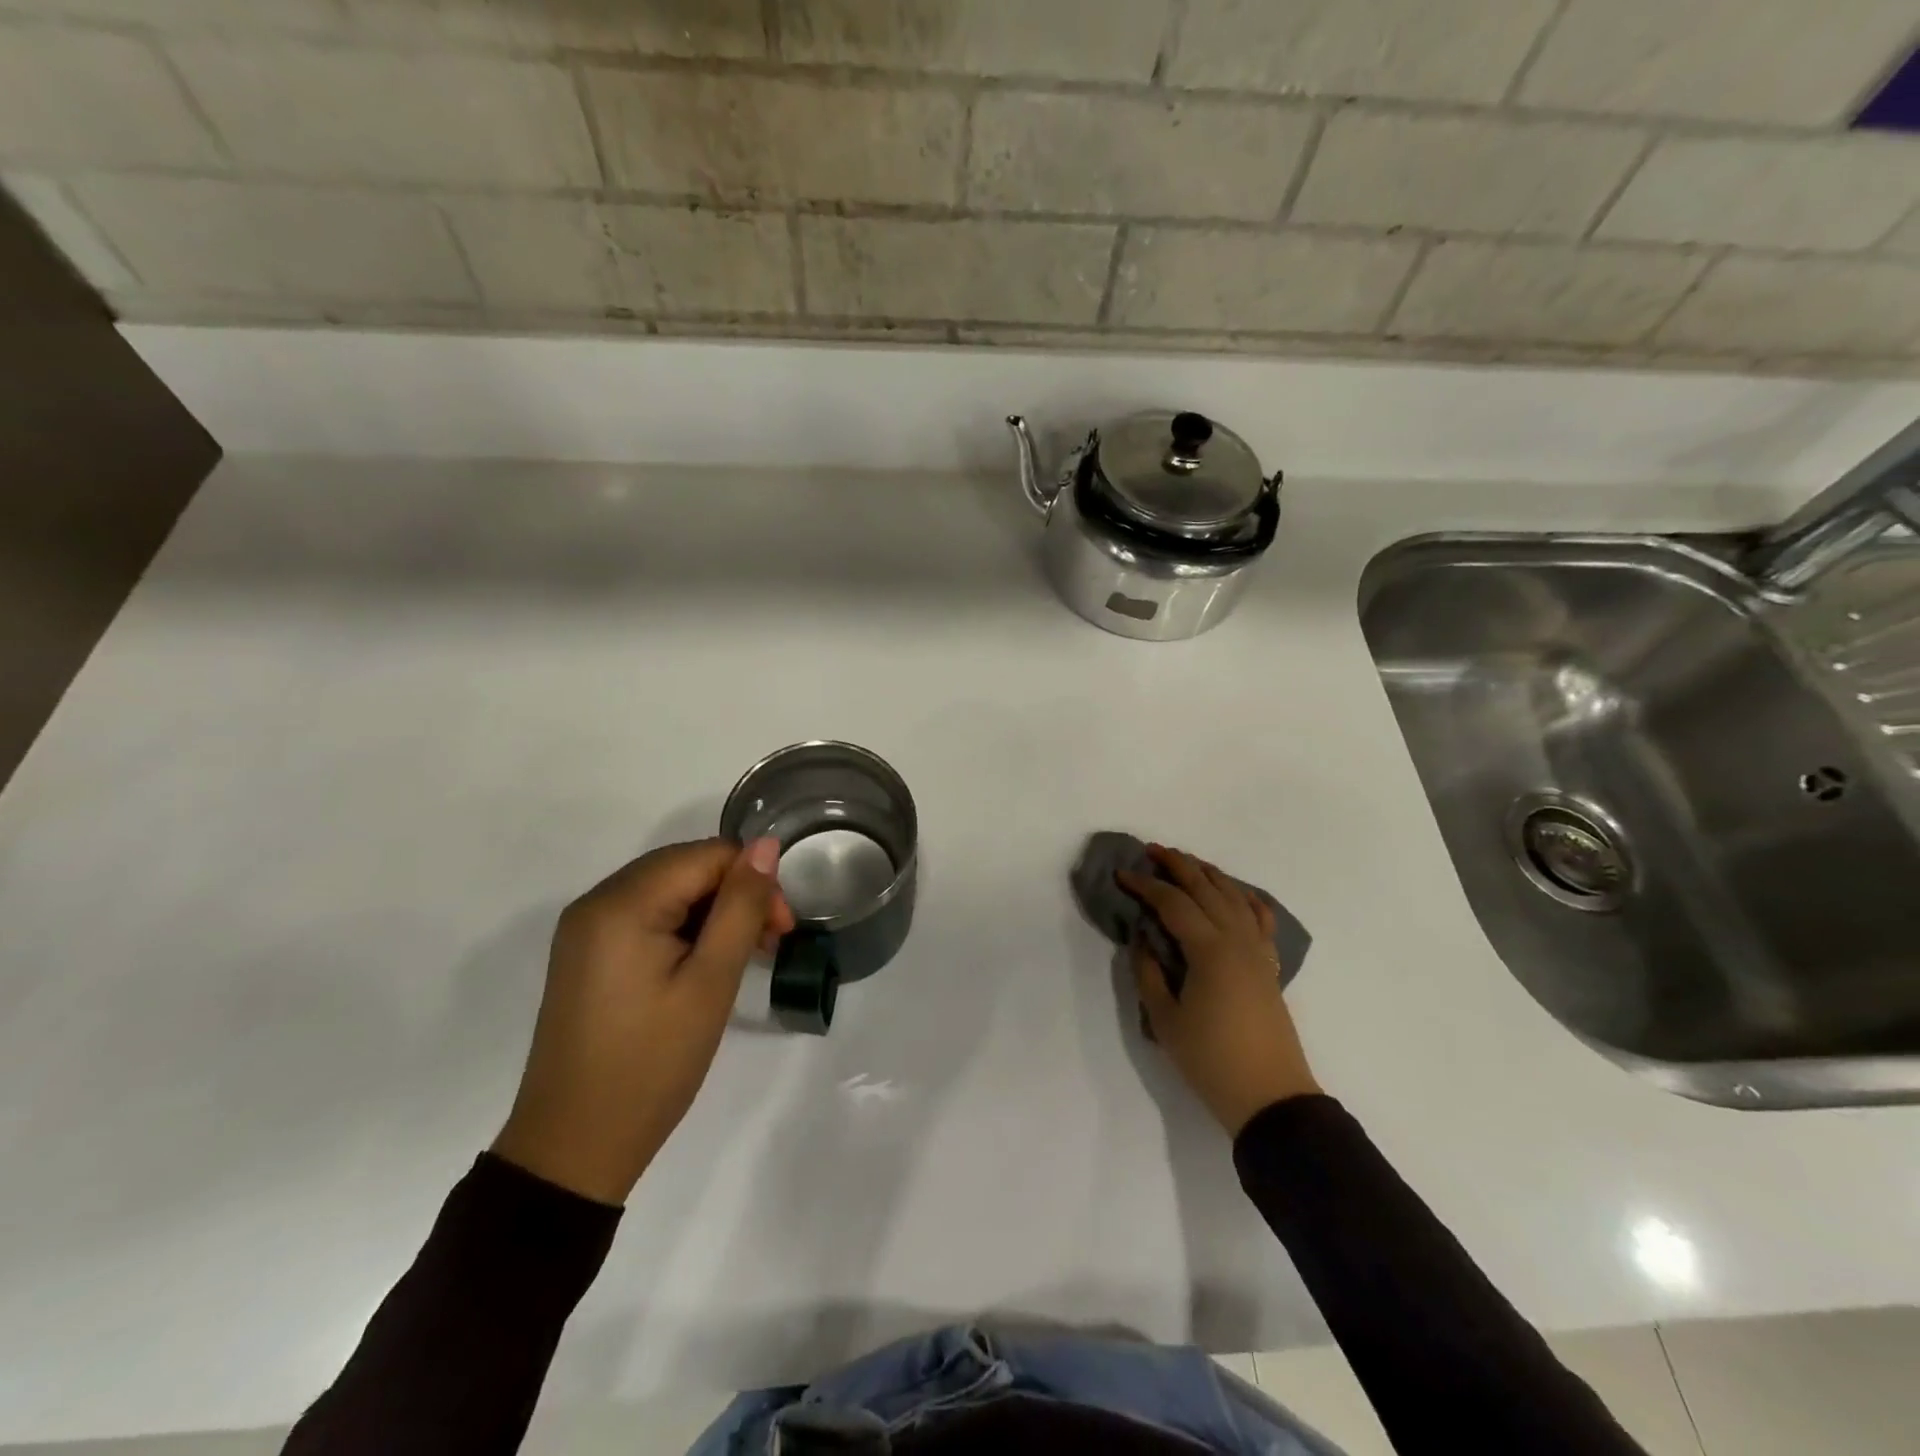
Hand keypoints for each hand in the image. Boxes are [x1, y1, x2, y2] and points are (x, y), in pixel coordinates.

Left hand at [492, 838, 794, 1204]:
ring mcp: (587, 929)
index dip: (753, 880)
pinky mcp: (588, 954)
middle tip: (769, 944)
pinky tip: (706, 963)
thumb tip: (767, 845)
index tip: (781, 930)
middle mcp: (596, 902)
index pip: (707, 855)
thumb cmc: (651, 1065)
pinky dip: (685, 929)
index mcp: (622, 904)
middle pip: (686, 867)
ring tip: (744, 958)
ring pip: (669, 890)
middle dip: (736, 894)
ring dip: (714, 913)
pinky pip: (647, 916)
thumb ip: (741, 906)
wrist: (575, 1148)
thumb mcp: (710, 982)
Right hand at [1118, 845, 1319, 1135]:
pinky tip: (1236, 893)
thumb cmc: (1211, 1060)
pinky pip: (1260, 918)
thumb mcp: (1165, 1019)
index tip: (1121, 874)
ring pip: (1234, 895)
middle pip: (1206, 888)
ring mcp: (1257, 950)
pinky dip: (1246, 898)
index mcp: (1209, 950)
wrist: (1271, 1097)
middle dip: (1177, 864)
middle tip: (1151, 850)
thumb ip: (1149, 972)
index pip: (1172, 903)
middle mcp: (1236, 939)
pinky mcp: (1269, 965)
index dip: (1145, 885)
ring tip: (1186, 862)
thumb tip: (1143, 939)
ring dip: (1208, 874)